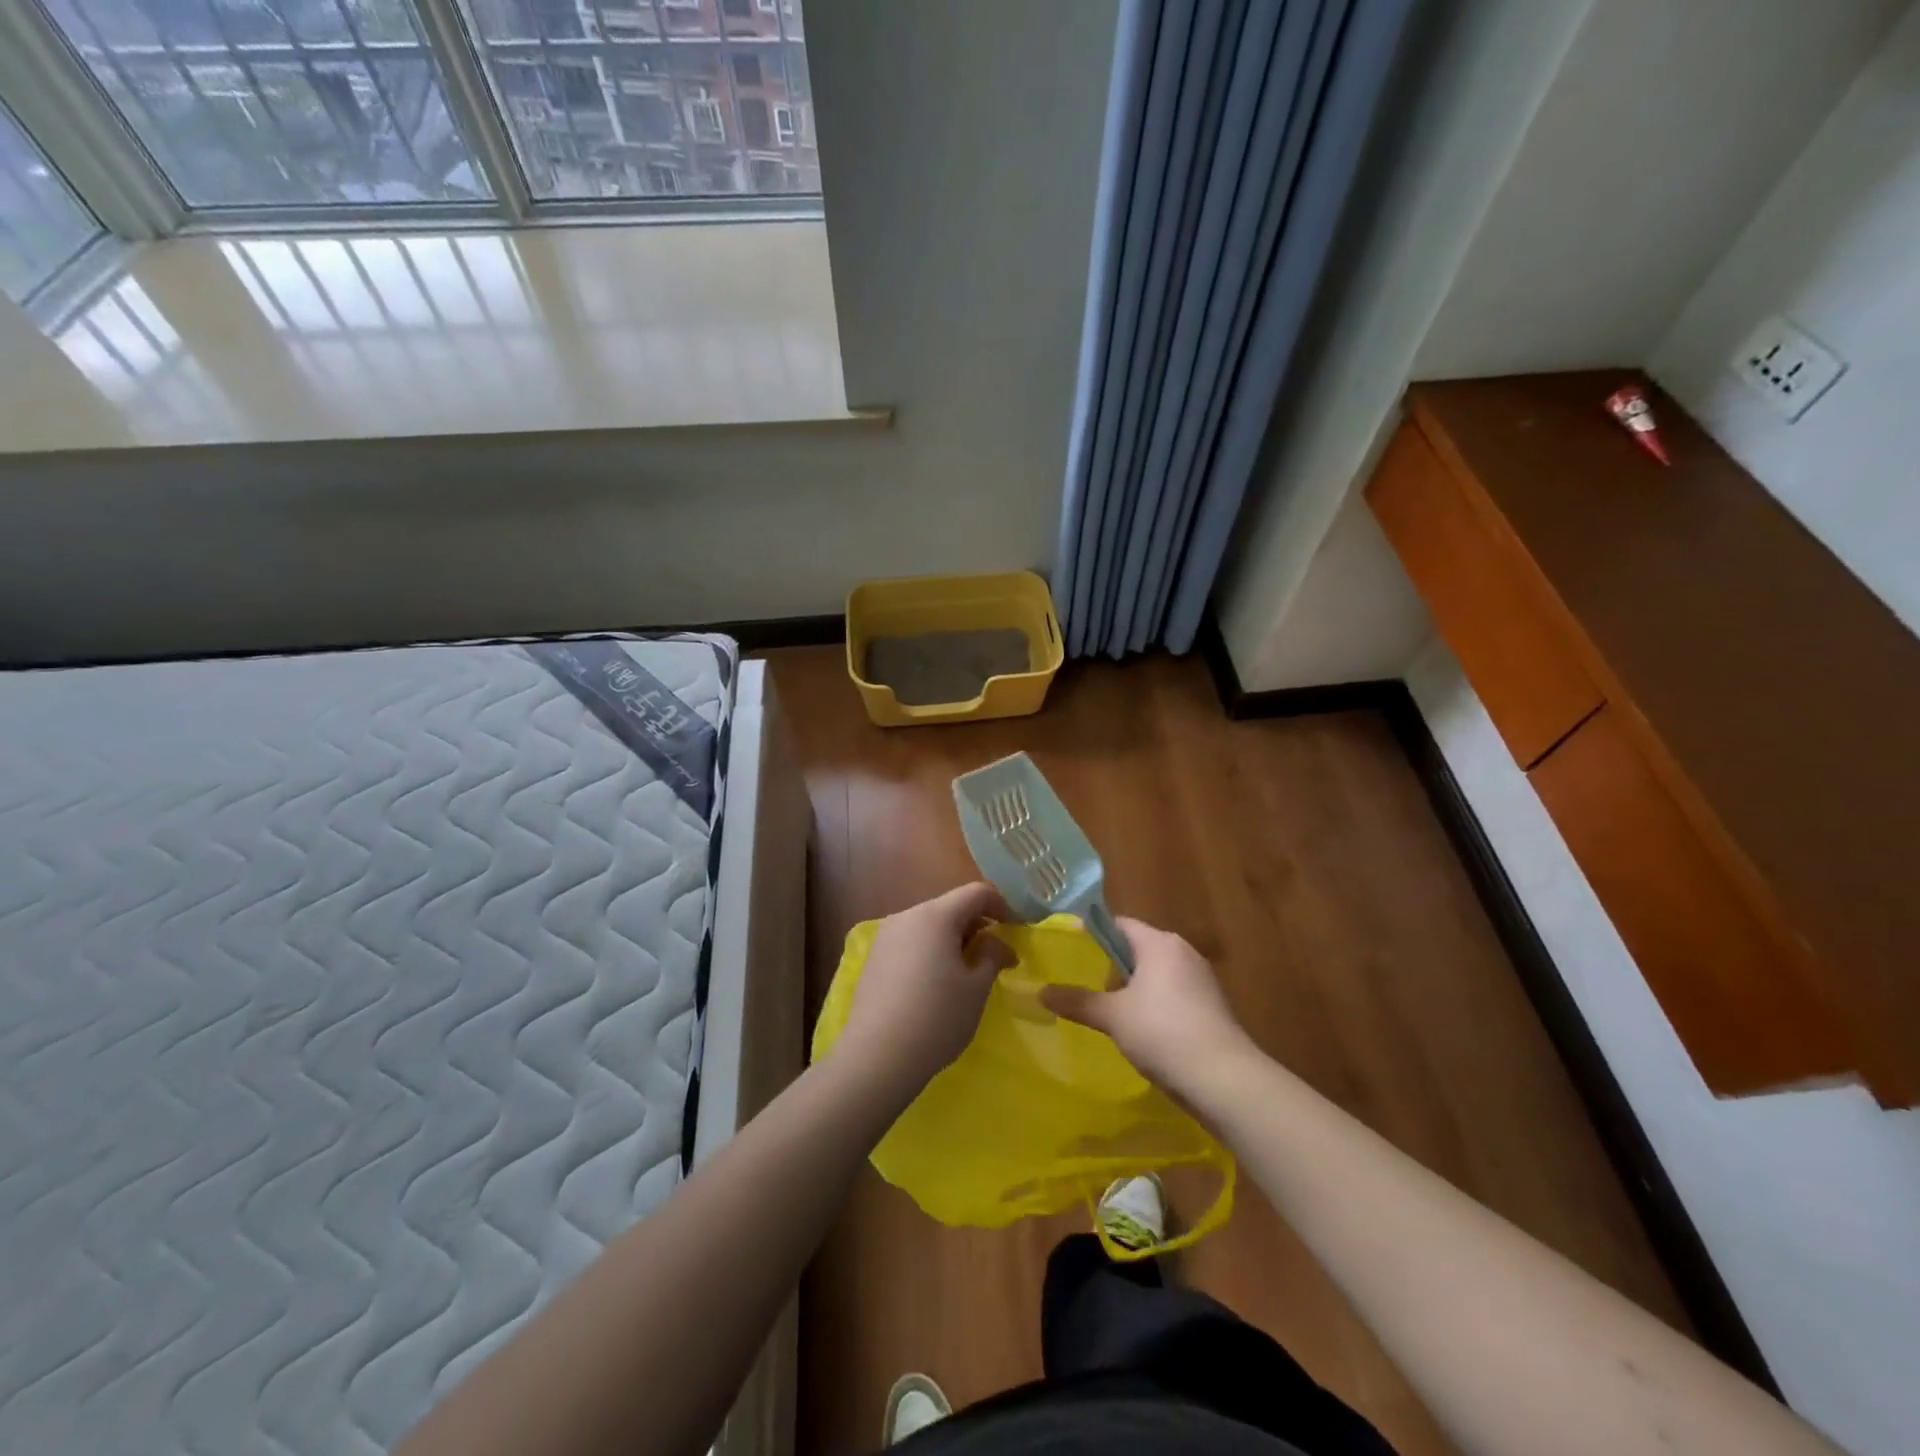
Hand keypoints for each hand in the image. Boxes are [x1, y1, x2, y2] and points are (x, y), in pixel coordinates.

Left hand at [836, 883, 1014, 1104]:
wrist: (877, 1056)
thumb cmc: (937, 1017)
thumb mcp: (977, 988)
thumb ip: (992, 955)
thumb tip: (999, 944)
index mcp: (936, 915)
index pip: (977, 893)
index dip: (1001, 906)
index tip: (1014, 932)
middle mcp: (907, 916)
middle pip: (950, 907)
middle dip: (976, 925)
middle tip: (994, 957)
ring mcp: (886, 937)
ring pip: (929, 925)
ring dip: (952, 940)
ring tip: (965, 973)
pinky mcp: (874, 959)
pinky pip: (910, 943)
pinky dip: (930, 952)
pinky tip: (934, 985)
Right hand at [1040, 916, 1258, 1098]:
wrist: (1224, 1079)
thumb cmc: (1163, 1033)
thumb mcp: (1112, 1017)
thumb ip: (1077, 1001)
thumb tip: (1040, 992)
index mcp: (1160, 943)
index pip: (1119, 924)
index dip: (1094, 935)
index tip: (1072, 952)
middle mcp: (1183, 952)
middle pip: (1139, 949)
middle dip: (1113, 967)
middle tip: (1088, 988)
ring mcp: (1202, 980)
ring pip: (1157, 974)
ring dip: (1135, 989)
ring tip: (1111, 1014)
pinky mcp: (1212, 1007)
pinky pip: (1174, 995)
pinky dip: (1156, 1006)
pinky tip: (1143, 1033)